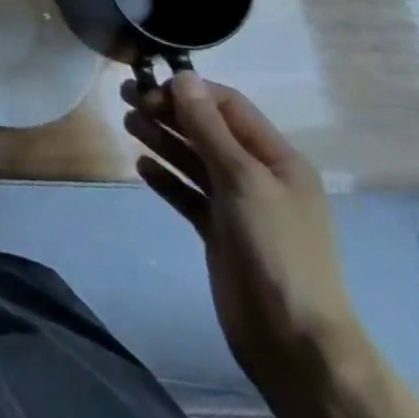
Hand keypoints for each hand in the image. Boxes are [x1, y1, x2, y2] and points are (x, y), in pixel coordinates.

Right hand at [121, 72, 364, 397]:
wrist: (293, 339)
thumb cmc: (276, 249)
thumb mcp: (243, 179)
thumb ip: (209, 128)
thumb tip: (183, 77)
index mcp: (278, 159)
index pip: (229, 107)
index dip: (191, 92)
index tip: (150, 86)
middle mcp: (259, 176)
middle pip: (208, 131)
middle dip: (169, 112)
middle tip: (126, 98)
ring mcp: (238, 206)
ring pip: (194, 160)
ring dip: (162, 139)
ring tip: (127, 123)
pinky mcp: (219, 232)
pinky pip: (188, 194)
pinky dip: (166, 178)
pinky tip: (141, 167)